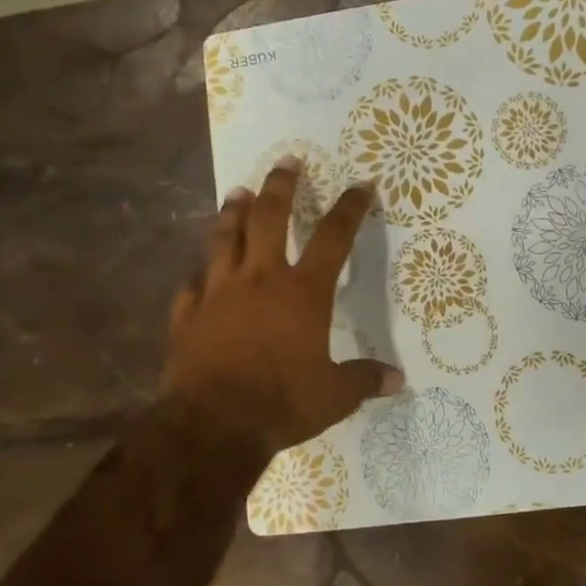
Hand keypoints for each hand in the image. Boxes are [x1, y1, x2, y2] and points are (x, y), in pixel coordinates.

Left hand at [162, 158, 403, 459]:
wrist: (212, 424)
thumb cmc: (281, 402)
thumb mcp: (334, 396)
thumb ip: (364, 380)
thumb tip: (397, 380)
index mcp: (303, 292)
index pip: (334, 238)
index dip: (350, 208)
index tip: (362, 185)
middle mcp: (260, 279)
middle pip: (269, 217)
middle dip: (281, 186)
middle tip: (285, 161)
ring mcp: (218, 292)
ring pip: (224, 237)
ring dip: (233, 212)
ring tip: (238, 192)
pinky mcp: (188, 313)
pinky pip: (193, 281)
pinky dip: (201, 270)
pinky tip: (201, 268)